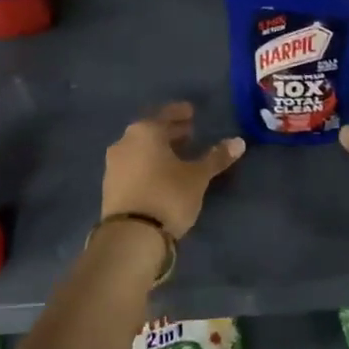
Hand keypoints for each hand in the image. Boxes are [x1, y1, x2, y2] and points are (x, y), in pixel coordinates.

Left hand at [102, 103, 244, 237]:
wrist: (131, 236)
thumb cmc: (168, 195)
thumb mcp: (198, 176)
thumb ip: (216, 157)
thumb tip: (239, 142)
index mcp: (145, 131)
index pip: (165, 114)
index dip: (180, 113)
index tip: (191, 112)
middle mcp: (125, 142)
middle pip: (151, 131)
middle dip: (170, 131)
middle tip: (189, 133)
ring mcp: (113, 165)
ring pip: (140, 148)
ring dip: (158, 149)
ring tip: (177, 156)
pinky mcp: (109, 186)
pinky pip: (132, 165)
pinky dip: (147, 164)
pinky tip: (160, 175)